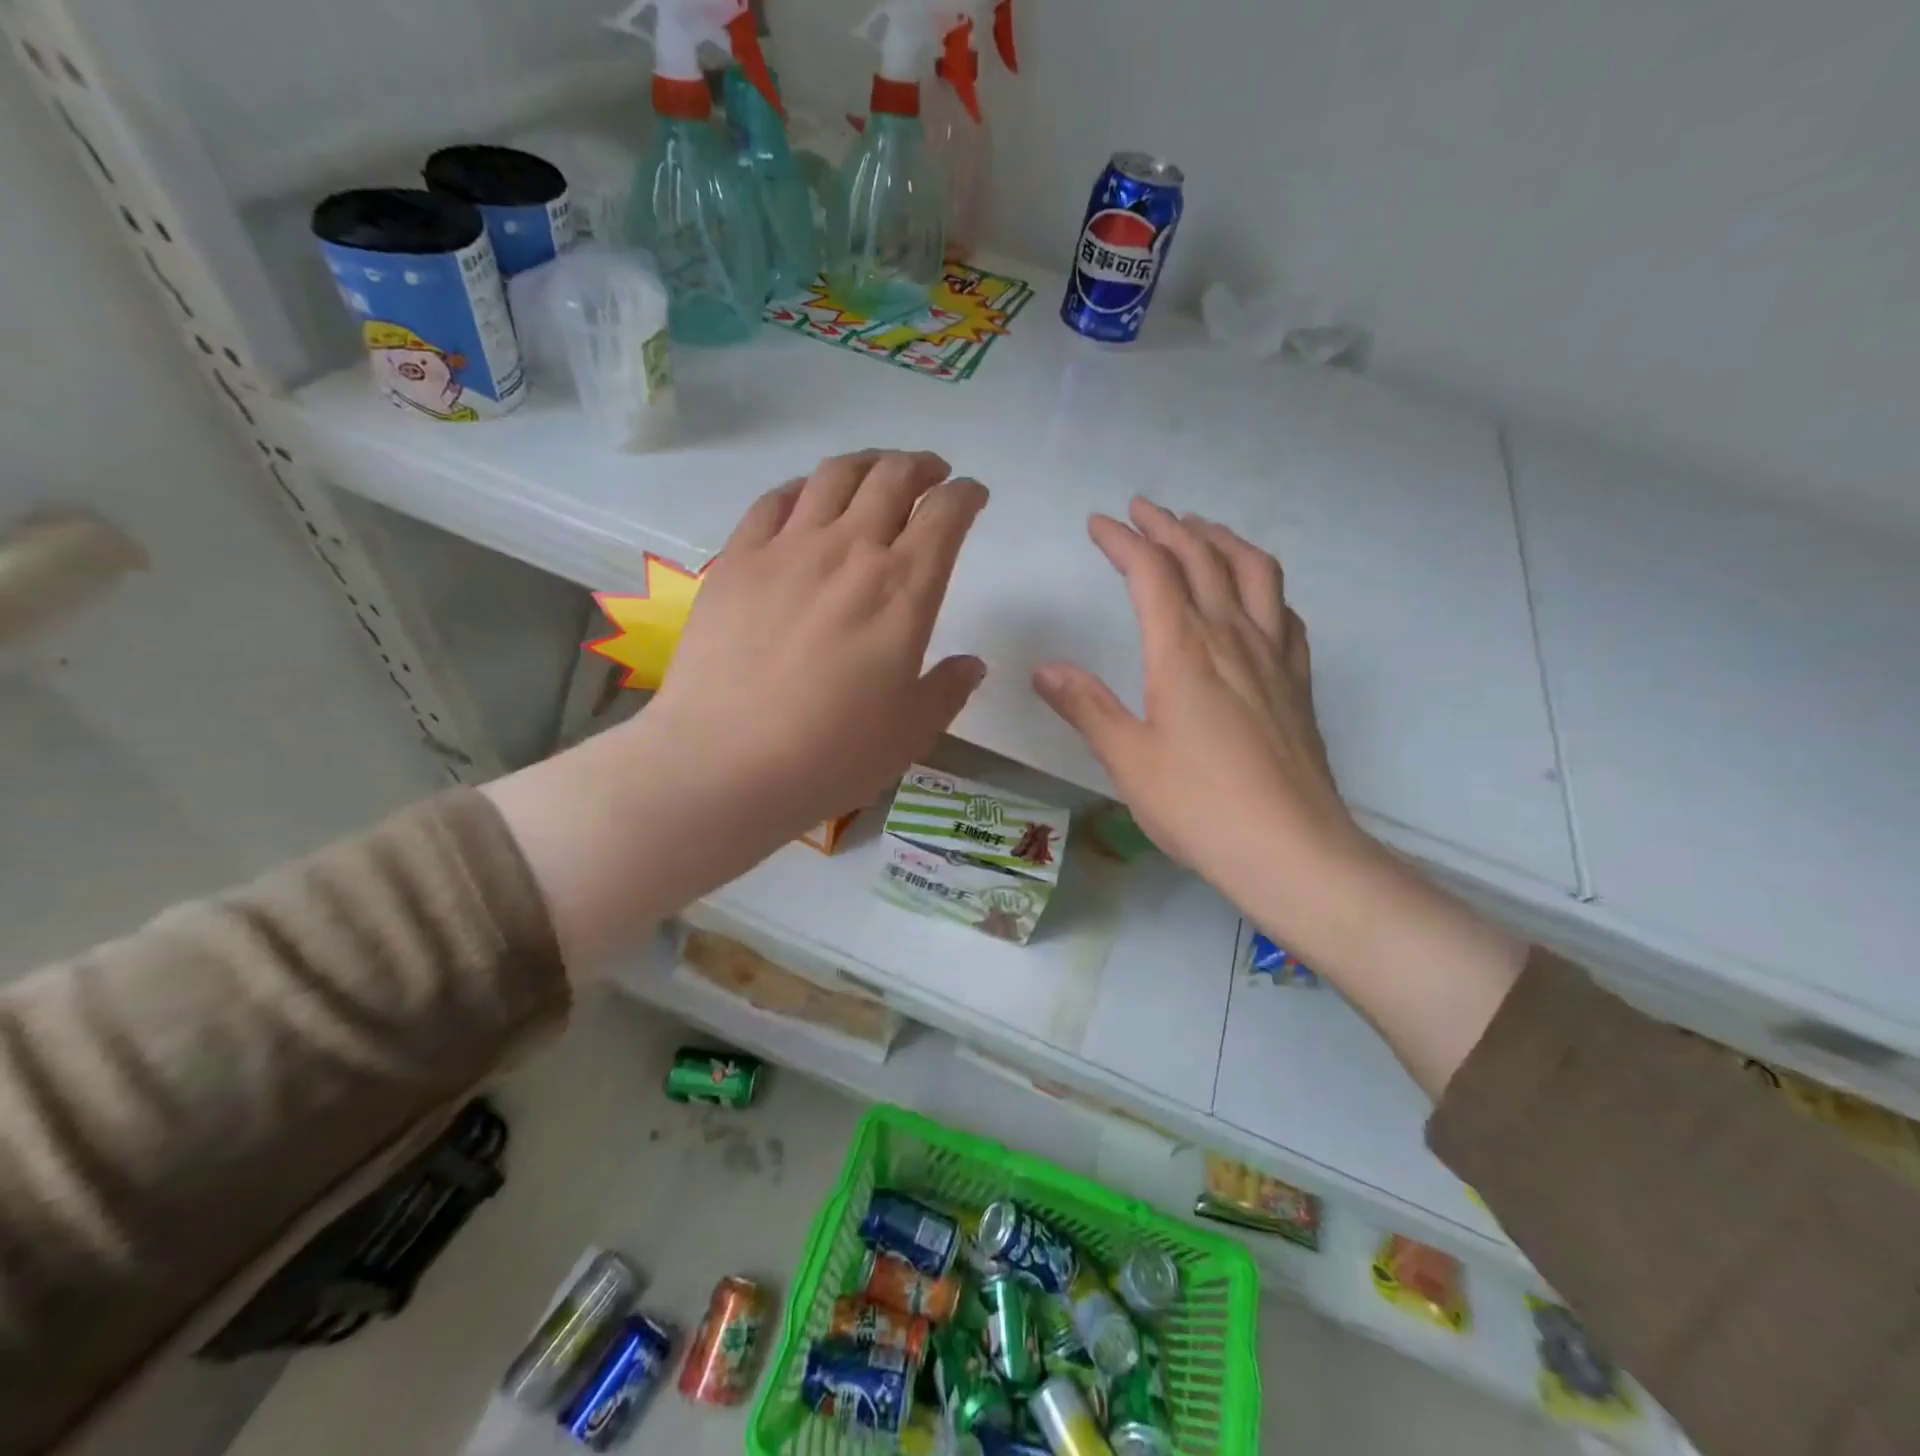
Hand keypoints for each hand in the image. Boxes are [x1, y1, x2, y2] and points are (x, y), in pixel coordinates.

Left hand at [491, 450, 987, 968]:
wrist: (725, 762)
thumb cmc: (832, 753)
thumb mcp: (911, 732)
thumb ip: (948, 690)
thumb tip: (971, 664)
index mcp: (904, 589)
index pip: (946, 515)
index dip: (966, 495)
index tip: (973, 496)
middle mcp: (849, 550)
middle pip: (892, 477)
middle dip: (920, 466)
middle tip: (930, 475)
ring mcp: (787, 549)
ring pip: (833, 475)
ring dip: (866, 463)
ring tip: (875, 473)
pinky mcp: (736, 559)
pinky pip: (774, 500)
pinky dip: (802, 488)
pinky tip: (806, 499)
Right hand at [1034, 498, 1527, 1096]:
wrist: (1291, 849)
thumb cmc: (1198, 806)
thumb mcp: (1128, 759)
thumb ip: (1087, 707)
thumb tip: (1046, 669)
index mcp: (1184, 651)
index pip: (1153, 573)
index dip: (1124, 541)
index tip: (1099, 524)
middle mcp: (1233, 638)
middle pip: (1204, 559)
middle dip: (1169, 526)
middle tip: (1143, 510)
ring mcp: (1274, 657)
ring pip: (1255, 573)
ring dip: (1223, 541)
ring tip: (1200, 530)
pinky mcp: (1298, 682)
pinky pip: (1286, 614)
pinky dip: (1265, 587)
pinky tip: (1256, 597)